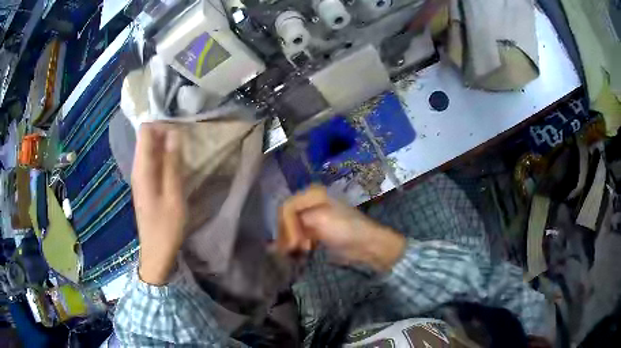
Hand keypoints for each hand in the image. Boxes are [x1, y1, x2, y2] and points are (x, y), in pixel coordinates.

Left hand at [132, 123, 185, 284]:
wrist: (156, 251)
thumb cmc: (166, 226)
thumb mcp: (174, 195)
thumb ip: (172, 164)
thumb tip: (173, 134)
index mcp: (142, 169)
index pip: (145, 131)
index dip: (161, 125)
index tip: (179, 131)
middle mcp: (137, 168)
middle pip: (146, 138)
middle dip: (164, 133)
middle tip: (184, 140)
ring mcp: (140, 176)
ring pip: (150, 149)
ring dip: (165, 145)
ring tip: (183, 150)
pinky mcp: (145, 183)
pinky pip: (152, 160)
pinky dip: (163, 156)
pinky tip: (176, 164)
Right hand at [278, 185, 405, 271]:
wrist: (366, 244)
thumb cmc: (344, 229)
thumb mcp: (319, 219)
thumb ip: (296, 220)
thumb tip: (285, 236)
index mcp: (312, 194)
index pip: (286, 207)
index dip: (286, 226)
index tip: (293, 244)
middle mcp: (311, 202)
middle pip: (287, 217)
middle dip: (287, 234)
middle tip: (293, 249)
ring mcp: (313, 216)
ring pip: (291, 227)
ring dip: (291, 240)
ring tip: (296, 252)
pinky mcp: (316, 230)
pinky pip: (299, 235)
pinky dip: (296, 244)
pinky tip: (300, 251)